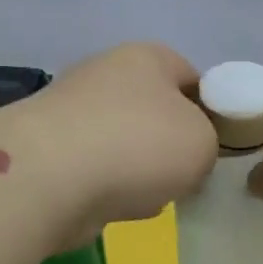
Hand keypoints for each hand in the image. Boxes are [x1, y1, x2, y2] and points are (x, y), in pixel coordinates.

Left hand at [16, 44, 217, 245]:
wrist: (50, 179)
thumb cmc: (139, 146)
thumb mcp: (204, 142)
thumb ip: (208, 142)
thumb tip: (184, 154)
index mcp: (147, 57)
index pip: (192, 76)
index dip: (209, 111)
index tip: (214, 147)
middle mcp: (105, 74)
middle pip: (154, 113)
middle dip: (169, 147)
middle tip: (185, 176)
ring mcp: (71, 112)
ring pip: (124, 145)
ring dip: (138, 172)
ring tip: (146, 196)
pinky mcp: (48, 150)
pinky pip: (95, 170)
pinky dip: (106, 189)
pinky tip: (113, 206)